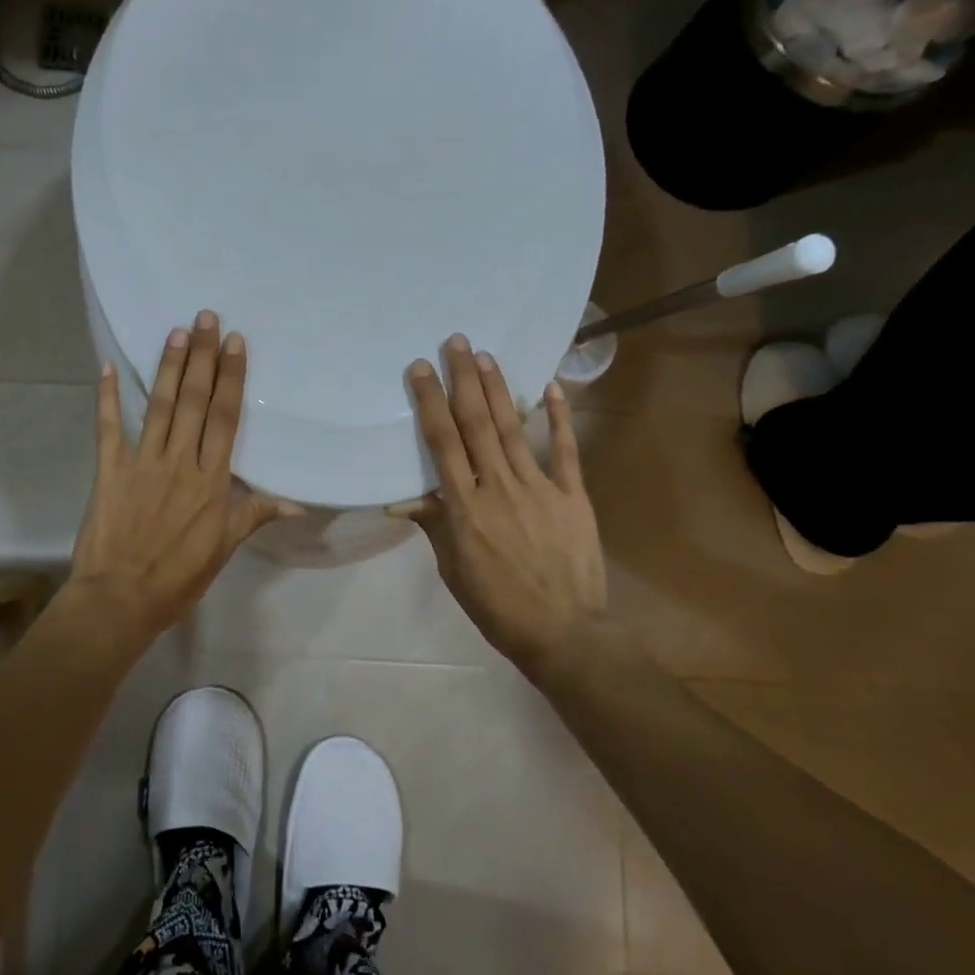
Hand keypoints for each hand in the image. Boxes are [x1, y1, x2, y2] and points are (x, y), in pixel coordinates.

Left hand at [70, 311, 295, 634]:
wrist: (120, 599)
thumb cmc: (178, 578)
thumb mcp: (223, 549)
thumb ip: (253, 515)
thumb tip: (296, 503)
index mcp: (211, 480)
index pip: (225, 418)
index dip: (231, 378)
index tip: (234, 343)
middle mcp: (180, 461)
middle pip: (193, 401)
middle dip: (201, 357)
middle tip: (205, 318)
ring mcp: (142, 462)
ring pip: (158, 405)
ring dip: (167, 366)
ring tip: (175, 331)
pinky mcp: (109, 470)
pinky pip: (108, 428)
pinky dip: (106, 397)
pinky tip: (106, 367)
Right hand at [389, 334, 606, 674]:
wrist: (564, 632)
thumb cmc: (497, 604)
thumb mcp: (453, 568)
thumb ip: (434, 524)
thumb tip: (402, 498)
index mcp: (465, 507)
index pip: (442, 443)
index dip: (430, 402)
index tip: (420, 369)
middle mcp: (498, 487)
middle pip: (476, 424)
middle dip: (462, 380)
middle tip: (454, 342)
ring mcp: (539, 488)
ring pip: (512, 428)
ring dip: (498, 389)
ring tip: (485, 355)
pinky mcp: (572, 495)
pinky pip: (563, 450)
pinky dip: (557, 417)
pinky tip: (549, 386)